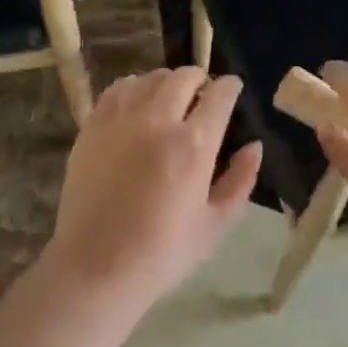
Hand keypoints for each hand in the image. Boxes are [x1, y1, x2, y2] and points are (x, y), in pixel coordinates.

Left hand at [44, 69, 262, 311]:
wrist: (94, 270)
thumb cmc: (161, 253)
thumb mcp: (214, 225)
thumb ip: (240, 181)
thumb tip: (254, 146)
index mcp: (194, 145)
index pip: (219, 94)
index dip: (230, 87)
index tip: (232, 90)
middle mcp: (158, 121)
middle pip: (185, 76)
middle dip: (200, 79)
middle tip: (202, 95)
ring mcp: (122, 120)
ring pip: (151, 78)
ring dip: (167, 83)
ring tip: (168, 99)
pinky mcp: (93, 126)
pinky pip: (118, 90)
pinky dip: (133, 88)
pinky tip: (136, 104)